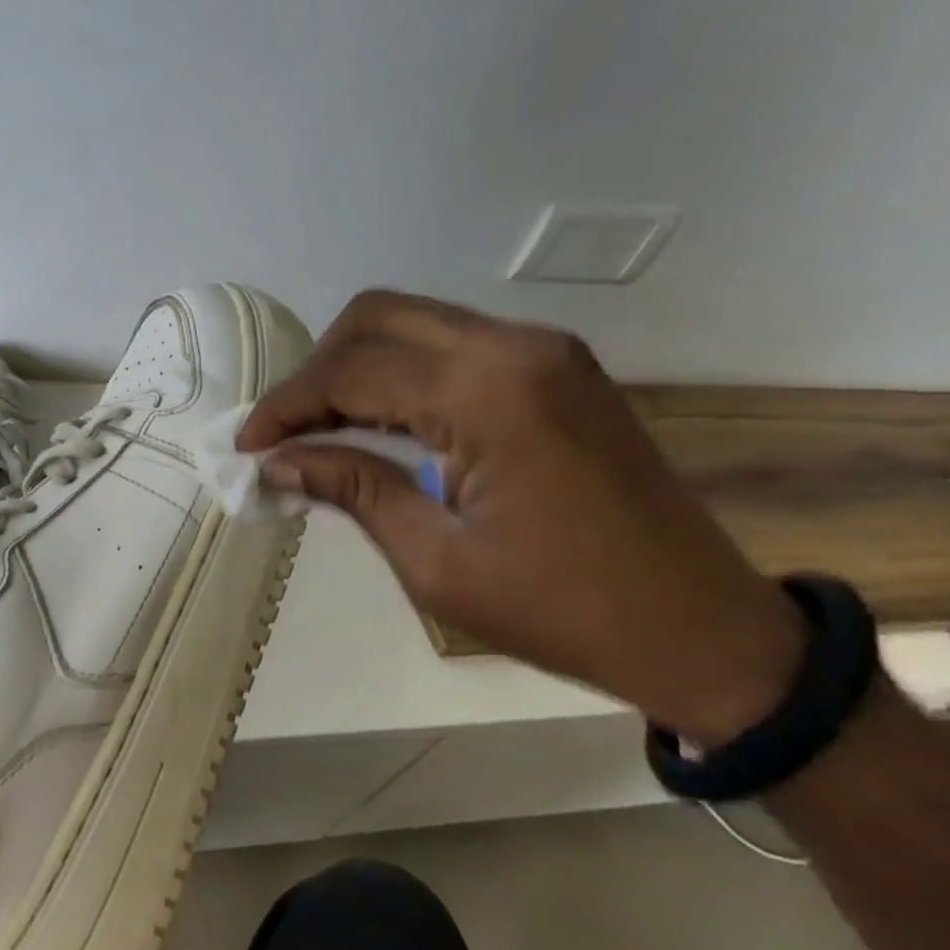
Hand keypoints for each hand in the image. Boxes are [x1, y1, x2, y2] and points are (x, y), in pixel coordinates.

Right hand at [240, 290, 805, 744]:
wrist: (703, 630)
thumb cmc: (563, 611)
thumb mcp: (436, 562)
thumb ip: (353, 489)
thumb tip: (278, 461)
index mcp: (488, 394)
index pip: (352, 370)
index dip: (286, 405)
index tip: (247, 445)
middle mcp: (515, 348)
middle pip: (375, 318)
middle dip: (315, 370)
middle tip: (285, 432)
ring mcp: (544, 351)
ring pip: (411, 321)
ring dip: (354, 365)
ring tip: (319, 426)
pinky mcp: (556, 367)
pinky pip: (451, 344)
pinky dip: (399, 371)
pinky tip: (378, 419)